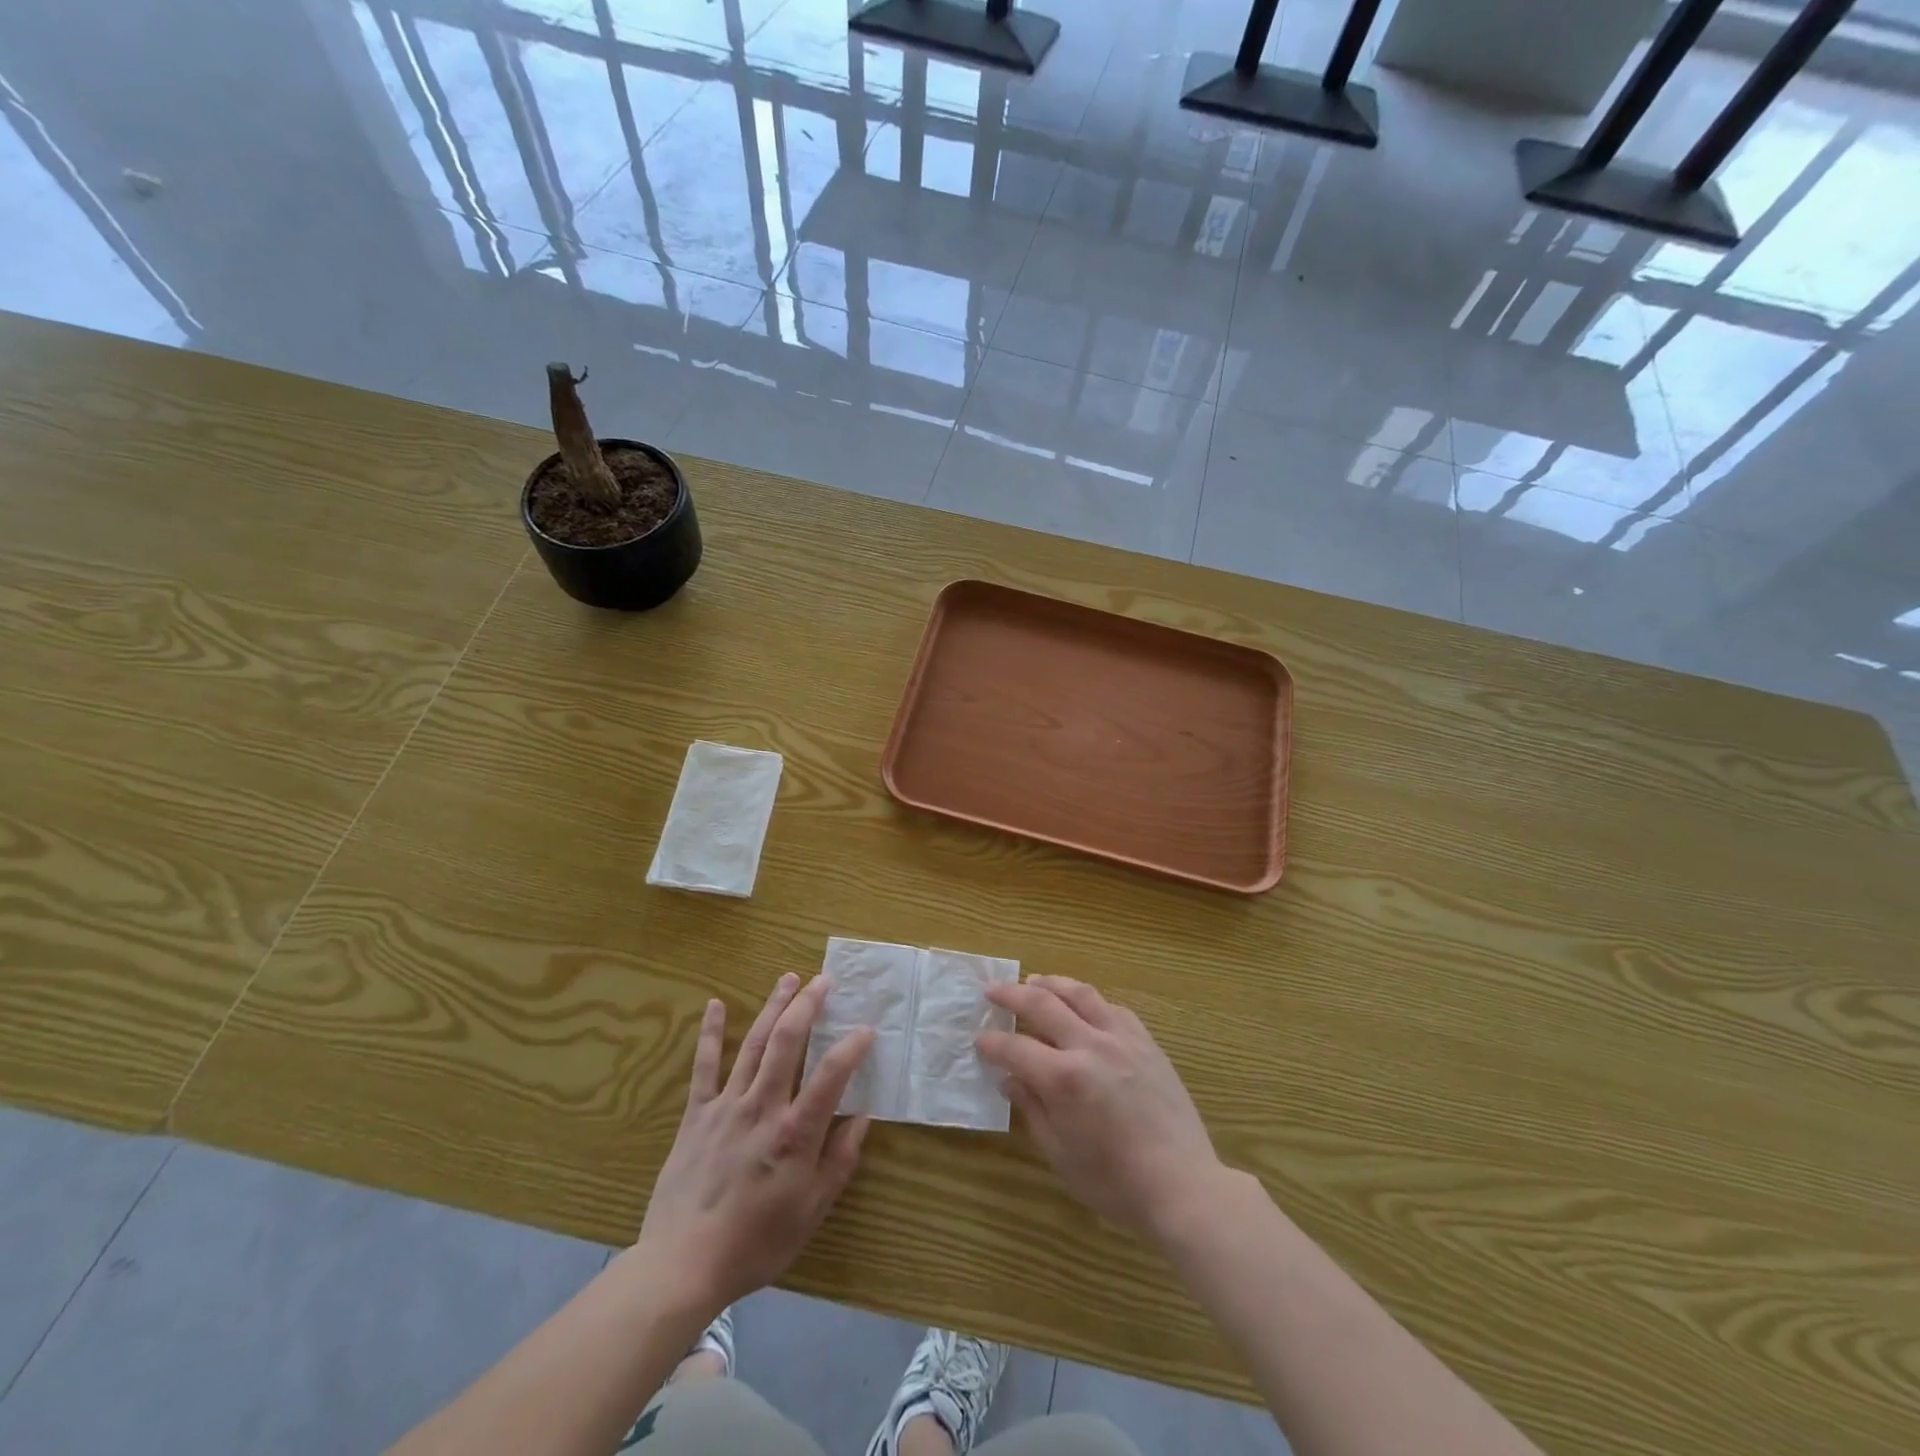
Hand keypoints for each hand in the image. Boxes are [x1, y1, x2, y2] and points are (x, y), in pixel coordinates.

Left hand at [637, 974, 874, 1318]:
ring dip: (773, 1007)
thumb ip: (840, 1161)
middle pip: (788, 1042)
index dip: (852, 1046)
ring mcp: (727, 1106)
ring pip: (755, 1044)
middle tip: (823, 980)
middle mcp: (763, 1107)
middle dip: (808, 1005)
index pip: (831, 1074)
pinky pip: (705, 1067)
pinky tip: (716, 1004)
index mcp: (795, 1132)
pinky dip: (711, 1034)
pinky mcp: (697, 1114)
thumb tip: (862, 1118)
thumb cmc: (756, 1243)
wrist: (682, 1265)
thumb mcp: (811, 1212)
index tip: (867, 1028)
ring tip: (788, 978)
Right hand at [976, 975, 1222, 1241]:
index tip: (979, 1040)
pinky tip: (1082, 1005)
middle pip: (1042, 1003)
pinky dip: (1090, 1001)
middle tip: (992, 991)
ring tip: (1033, 980)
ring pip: (1080, 993)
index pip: (1015, 1048)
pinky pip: (1113, 1008)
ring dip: (1051, 983)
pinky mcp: (1146, 1042)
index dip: (992, 1044)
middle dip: (1011, 994)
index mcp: (1064, 1078)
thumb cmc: (1115, 1183)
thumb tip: (1010, 1079)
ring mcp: (1122, 1039)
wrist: (1183, 1185)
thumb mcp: (1061, 1154)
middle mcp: (1090, 1046)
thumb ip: (1032, 1109)